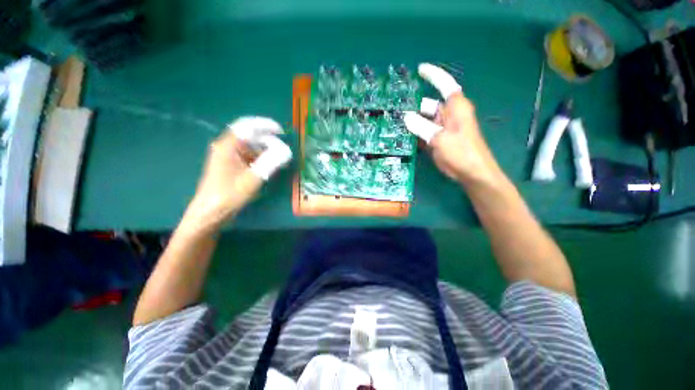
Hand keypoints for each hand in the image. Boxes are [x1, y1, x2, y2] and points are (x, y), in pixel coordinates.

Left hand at [184, 117, 291, 229]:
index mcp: (228, 146)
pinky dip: (262, 159)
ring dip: (266, 151)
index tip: (281, 131)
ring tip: (280, 159)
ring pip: (251, 147)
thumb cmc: (228, 195)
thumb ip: (270, 162)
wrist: (210, 213)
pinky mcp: (232, 166)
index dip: (265, 125)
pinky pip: (250, 157)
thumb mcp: (252, 178)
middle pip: (250, 136)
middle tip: (284, 150)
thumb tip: (287, 151)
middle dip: (269, 141)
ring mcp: (229, 157)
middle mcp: (227, 147)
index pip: (247, 126)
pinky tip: (270, 166)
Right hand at [404, 64, 501, 185]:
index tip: (420, 69)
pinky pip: (424, 133)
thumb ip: (422, 127)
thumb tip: (406, 117)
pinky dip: (415, 135)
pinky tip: (402, 137)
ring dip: (411, 123)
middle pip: (428, 105)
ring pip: (423, 121)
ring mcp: (442, 128)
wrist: (471, 173)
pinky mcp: (438, 140)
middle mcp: (449, 115)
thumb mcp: (440, 139)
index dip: (433, 75)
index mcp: (455, 107)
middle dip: (412, 108)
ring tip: (393, 125)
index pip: (444, 85)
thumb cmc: (461, 153)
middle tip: (393, 111)